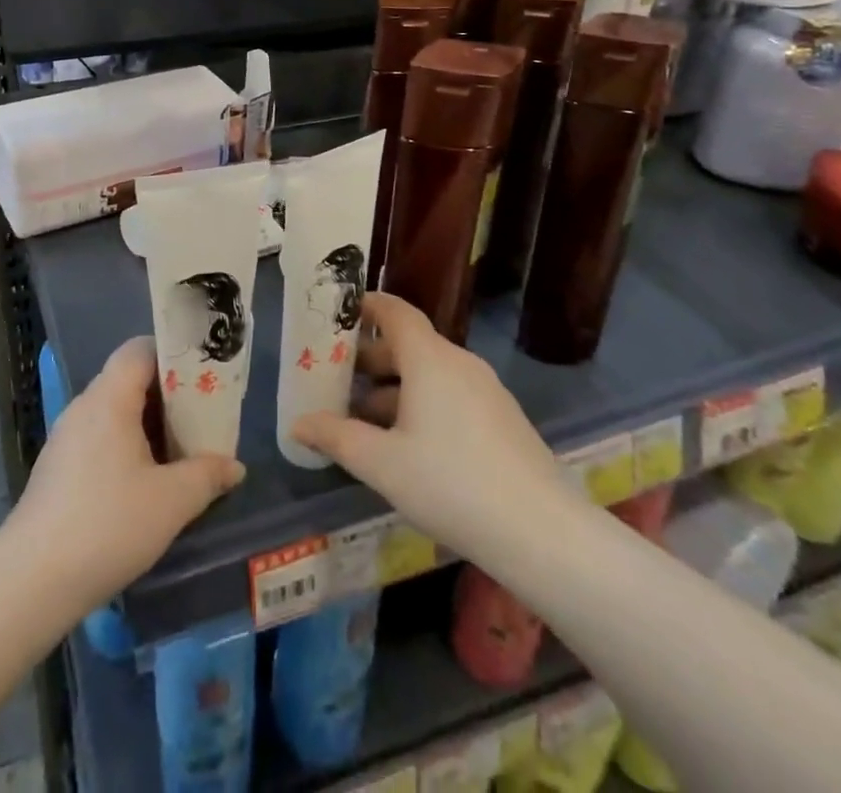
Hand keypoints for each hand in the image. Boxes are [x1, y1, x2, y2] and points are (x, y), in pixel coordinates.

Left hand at [10, 337, 244, 610]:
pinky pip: (99, 438)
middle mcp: (84, 407)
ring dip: (147, 425)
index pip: (139, 349)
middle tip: (201, 419)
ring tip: (179, 453)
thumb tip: (234, 466)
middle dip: (167, 396)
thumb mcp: (171, 502)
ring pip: (114, 412)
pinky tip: (143, 483)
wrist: (32, 580)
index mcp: (109, 399)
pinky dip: (125, 447)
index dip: (173, 355)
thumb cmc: (108, 525)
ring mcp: (65, 438)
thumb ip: (207, 476)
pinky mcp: (57, 468)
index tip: (203, 378)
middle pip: (129, 380)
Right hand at [293, 293, 577, 562]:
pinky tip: (406, 444)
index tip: (337, 314)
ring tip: (362, 418)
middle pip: (409, 344)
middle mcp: (459, 364)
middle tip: (336, 376)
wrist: (543, 533)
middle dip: (370, 357)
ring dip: (394, 386)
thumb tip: (298, 423)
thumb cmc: (452, 485)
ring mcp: (486, 392)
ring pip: (430, 374)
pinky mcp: (502, 420)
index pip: (395, 312)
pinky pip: (451, 396)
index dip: (366, 306)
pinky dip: (421, 404)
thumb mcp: (382, 463)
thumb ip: (336, 437)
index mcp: (430, 359)